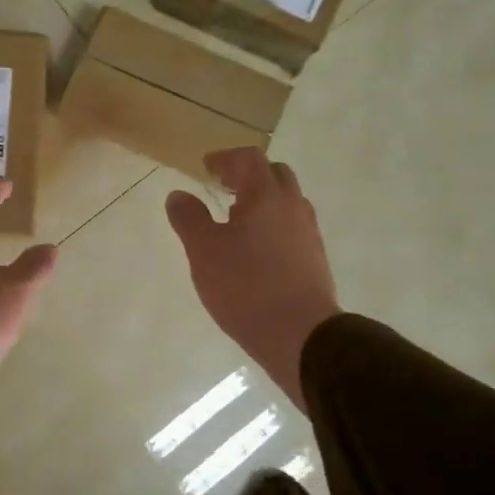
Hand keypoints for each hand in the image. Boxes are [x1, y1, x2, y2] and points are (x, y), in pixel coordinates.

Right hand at [166, 148, 340, 412]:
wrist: (301, 335)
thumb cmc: (246, 287)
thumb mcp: (204, 252)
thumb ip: (189, 219)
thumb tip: (179, 195)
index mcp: (267, 196)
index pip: (249, 159)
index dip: (225, 158)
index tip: (206, 168)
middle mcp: (293, 206)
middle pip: (274, 175)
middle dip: (248, 176)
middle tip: (223, 189)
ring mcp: (309, 234)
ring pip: (286, 203)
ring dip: (262, 202)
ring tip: (236, 222)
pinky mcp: (315, 260)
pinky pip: (292, 229)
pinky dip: (273, 226)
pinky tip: (255, 252)